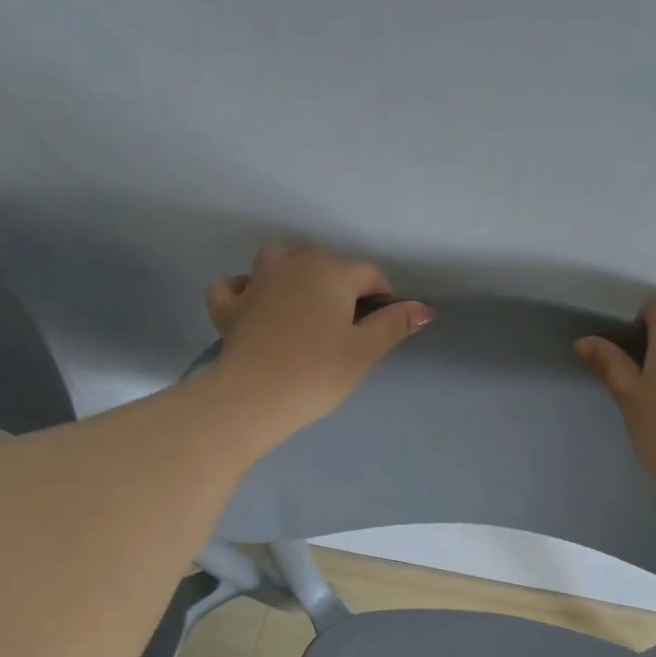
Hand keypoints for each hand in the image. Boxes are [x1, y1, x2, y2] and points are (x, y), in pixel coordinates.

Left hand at [205, 242, 433, 436]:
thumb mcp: (365, 349)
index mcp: (332, 270)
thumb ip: (394, 323)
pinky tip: (254, 304)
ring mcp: (256, 281)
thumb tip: (426, 309)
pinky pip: (235, 287)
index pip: (370, 275)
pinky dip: (245, 290)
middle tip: (347, 329)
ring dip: (296, 274)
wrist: (254, 396)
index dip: (382, 300)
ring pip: (281, 260)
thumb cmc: (319, 371)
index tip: (381, 330)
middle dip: (341, 286)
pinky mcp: (229, 306)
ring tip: (306, 306)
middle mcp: (294, 263)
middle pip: (327, 263)